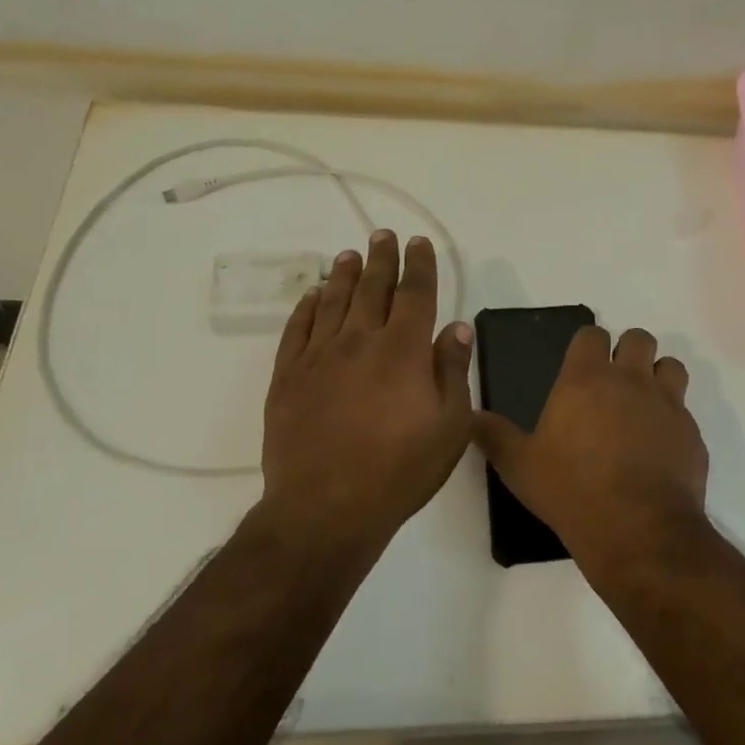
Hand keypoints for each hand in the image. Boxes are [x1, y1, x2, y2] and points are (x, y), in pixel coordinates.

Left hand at [260, 230, 472, 549]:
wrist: (325, 508)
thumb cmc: (399, 471)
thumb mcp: (450, 427)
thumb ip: (453, 371)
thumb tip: (457, 326)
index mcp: (403, 351)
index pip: (415, 294)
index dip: (419, 265)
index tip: (418, 243)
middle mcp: (359, 341)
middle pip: (372, 288)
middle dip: (380, 259)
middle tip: (382, 235)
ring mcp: (318, 357)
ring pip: (333, 302)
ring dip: (343, 275)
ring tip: (349, 254)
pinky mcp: (287, 377)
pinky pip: (297, 329)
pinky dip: (306, 307)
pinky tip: (312, 296)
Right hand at [472, 326, 708, 555]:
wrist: (637, 530)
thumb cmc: (571, 490)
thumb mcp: (519, 466)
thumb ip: (494, 436)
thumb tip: (471, 416)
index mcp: (586, 379)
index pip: (592, 334)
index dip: (588, 345)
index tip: (582, 364)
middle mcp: (630, 380)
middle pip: (639, 339)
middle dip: (628, 351)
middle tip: (615, 381)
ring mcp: (667, 404)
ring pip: (671, 366)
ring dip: (658, 376)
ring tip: (643, 405)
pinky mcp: (691, 433)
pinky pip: (685, 412)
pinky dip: (673, 421)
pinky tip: (659, 448)